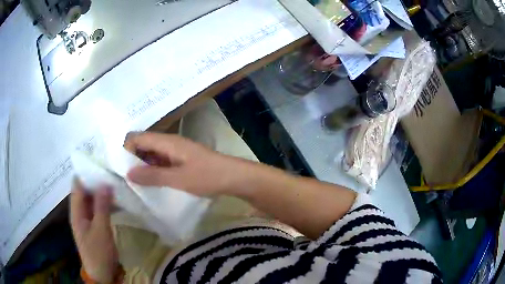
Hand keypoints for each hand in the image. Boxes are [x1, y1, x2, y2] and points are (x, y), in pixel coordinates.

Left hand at [70, 180, 118, 282]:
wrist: (102, 274)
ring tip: (115, 182)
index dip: (86, 173)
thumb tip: (105, 183)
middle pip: (85, 191)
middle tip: (111, 171)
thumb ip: (102, 206)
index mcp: (76, 211)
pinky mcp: (94, 226)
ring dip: (101, 192)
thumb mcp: (101, 229)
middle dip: (95, 181)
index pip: (78, 185)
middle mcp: (79, 212)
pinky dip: (104, 203)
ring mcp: (87, 220)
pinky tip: (115, 200)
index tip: (99, 162)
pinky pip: (98, 209)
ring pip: (92, 200)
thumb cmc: (98, 252)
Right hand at [124, 132, 244, 196]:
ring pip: (152, 153)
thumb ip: (153, 176)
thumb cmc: (207, 176)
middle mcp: (169, 142)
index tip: (119, 167)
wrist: (234, 177)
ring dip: (142, 164)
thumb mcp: (178, 179)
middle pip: (143, 144)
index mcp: (167, 142)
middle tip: (124, 176)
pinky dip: (153, 168)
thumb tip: (128, 173)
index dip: (125, 149)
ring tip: (134, 181)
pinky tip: (150, 181)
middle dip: (132, 158)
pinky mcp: (181, 159)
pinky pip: (161, 160)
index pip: (137, 137)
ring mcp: (175, 150)